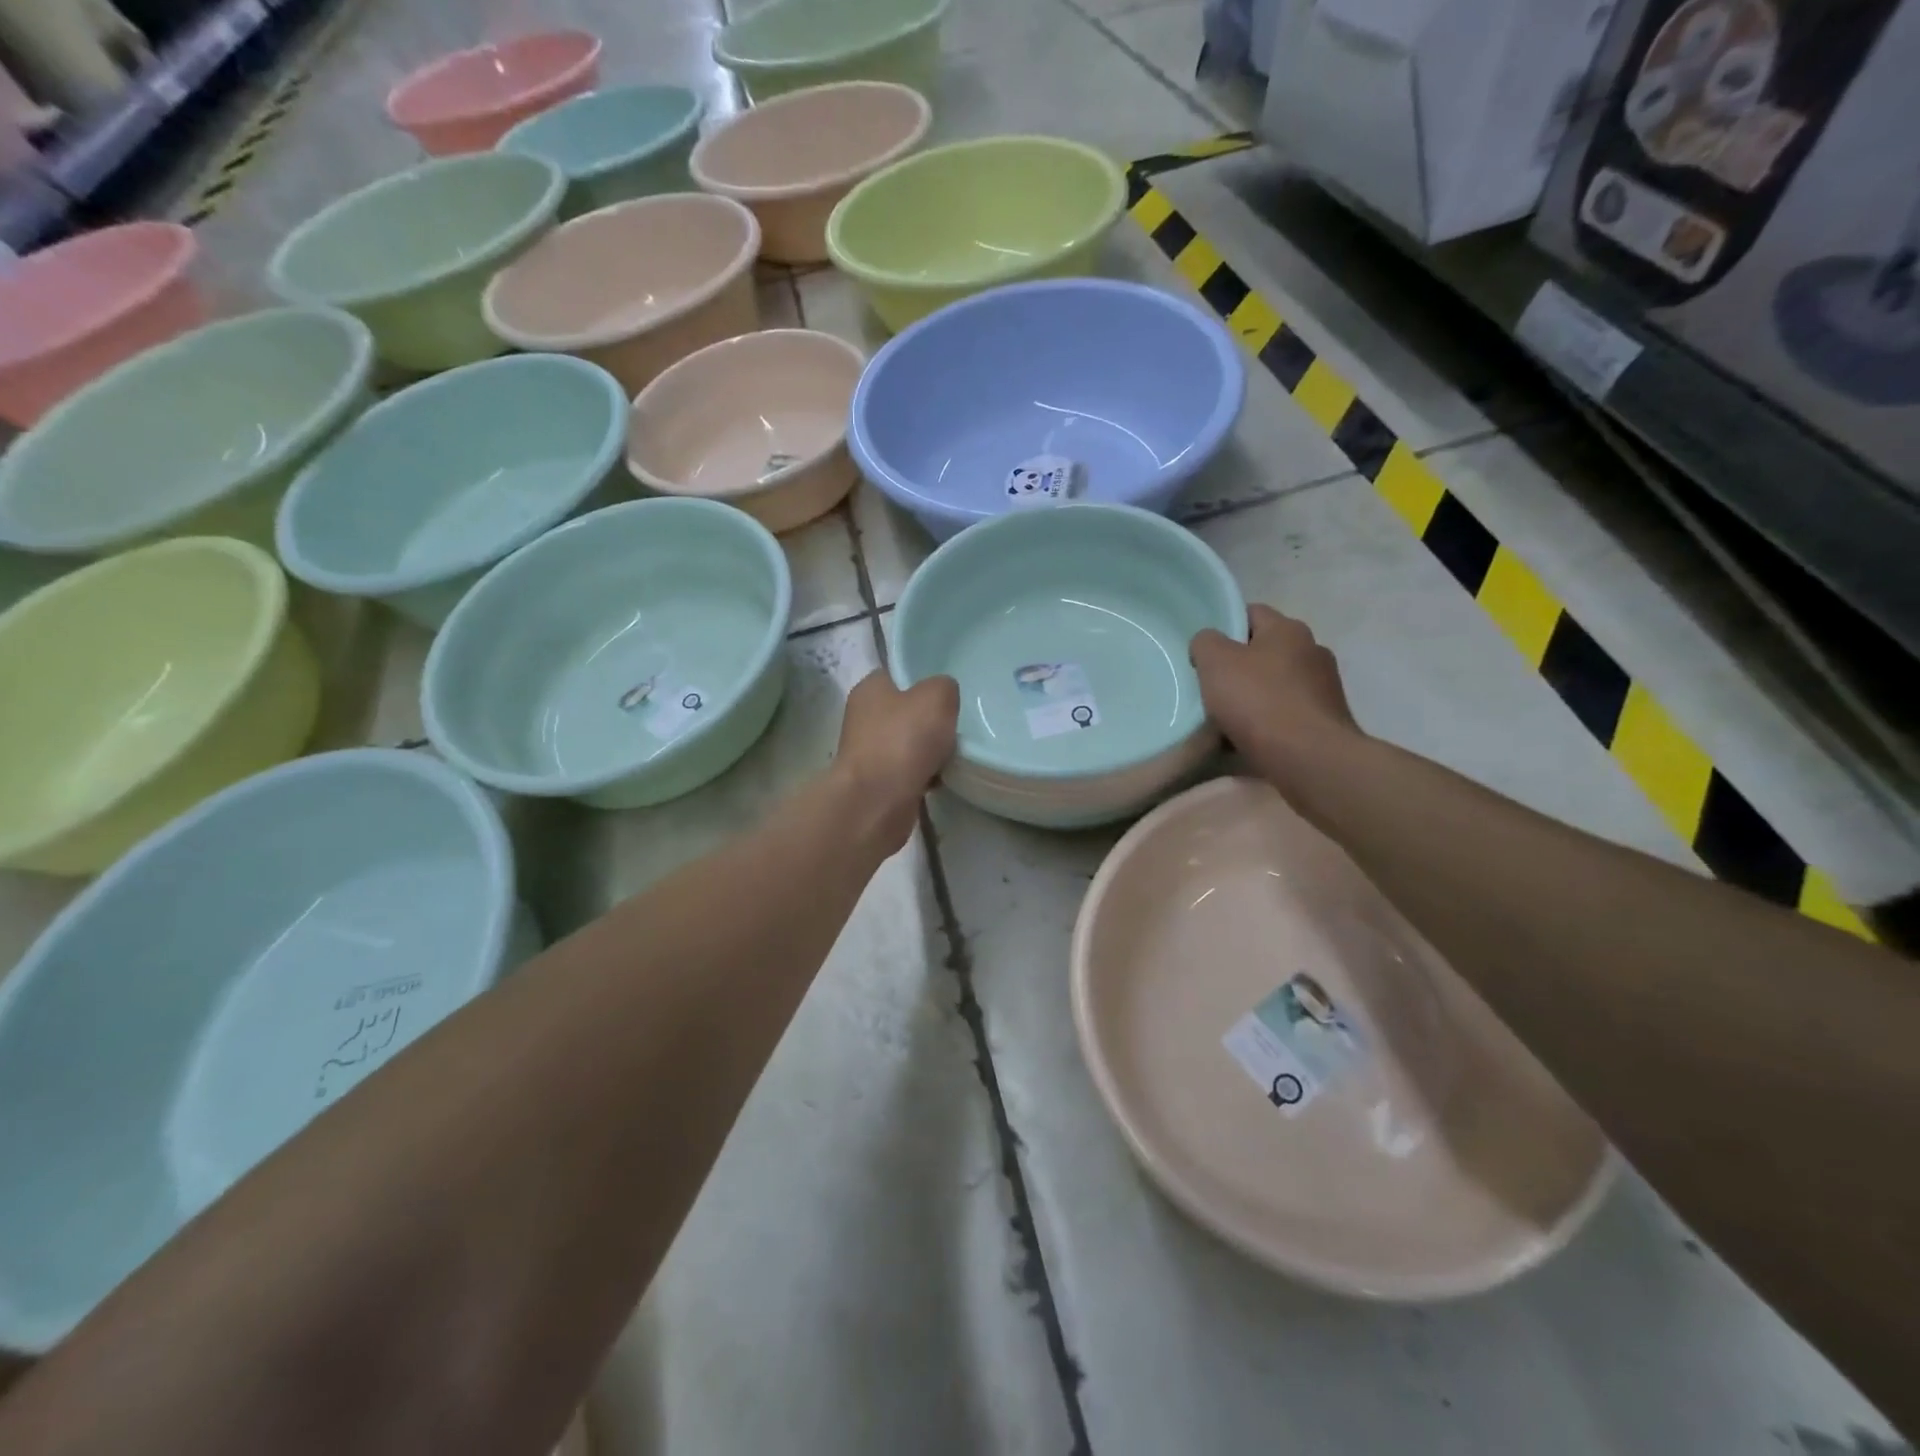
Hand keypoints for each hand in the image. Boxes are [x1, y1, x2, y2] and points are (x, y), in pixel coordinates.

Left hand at [832, 670, 959, 852]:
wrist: (878, 802)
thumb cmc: (903, 740)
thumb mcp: (937, 696)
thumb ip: (944, 687)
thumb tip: (943, 696)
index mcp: (870, 689)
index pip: (898, 675)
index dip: (924, 680)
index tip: (949, 692)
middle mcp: (863, 717)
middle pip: (906, 711)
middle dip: (930, 720)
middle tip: (956, 724)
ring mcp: (868, 752)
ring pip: (909, 743)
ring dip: (930, 750)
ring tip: (953, 753)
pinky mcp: (877, 782)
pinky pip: (909, 772)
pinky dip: (925, 775)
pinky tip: (942, 779)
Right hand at [1190, 605, 1359, 778]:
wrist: (1309, 759)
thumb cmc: (1259, 701)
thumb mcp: (1215, 662)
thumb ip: (1205, 643)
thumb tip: (1209, 644)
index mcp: (1288, 629)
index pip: (1252, 613)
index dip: (1225, 627)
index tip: (1204, 652)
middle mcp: (1313, 651)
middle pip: (1265, 651)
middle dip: (1240, 666)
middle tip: (1211, 686)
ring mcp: (1325, 688)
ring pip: (1277, 684)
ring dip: (1255, 697)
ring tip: (1227, 719)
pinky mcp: (1327, 721)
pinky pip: (1288, 714)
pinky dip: (1269, 723)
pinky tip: (1251, 739)